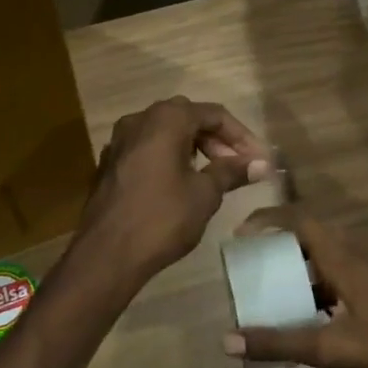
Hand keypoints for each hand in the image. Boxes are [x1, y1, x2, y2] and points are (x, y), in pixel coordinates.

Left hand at [75, 97, 271, 281]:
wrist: (106, 254)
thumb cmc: (162, 218)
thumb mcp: (205, 194)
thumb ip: (231, 172)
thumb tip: (261, 164)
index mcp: (165, 119)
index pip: (214, 114)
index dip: (241, 136)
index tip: (258, 160)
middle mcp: (139, 120)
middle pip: (187, 118)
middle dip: (216, 139)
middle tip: (237, 166)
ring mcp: (119, 141)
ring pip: (164, 133)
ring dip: (192, 148)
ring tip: (213, 175)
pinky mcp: (109, 164)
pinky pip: (147, 150)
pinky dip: (169, 158)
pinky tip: (180, 184)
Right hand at [221, 209, 367, 367]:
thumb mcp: (328, 348)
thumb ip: (278, 343)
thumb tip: (227, 340)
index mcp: (343, 260)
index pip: (301, 221)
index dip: (269, 219)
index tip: (241, 233)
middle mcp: (355, 259)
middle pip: (310, 237)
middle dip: (278, 244)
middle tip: (252, 261)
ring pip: (324, 260)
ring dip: (297, 268)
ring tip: (271, 290)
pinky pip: (335, 279)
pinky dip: (314, 290)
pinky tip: (305, 319)